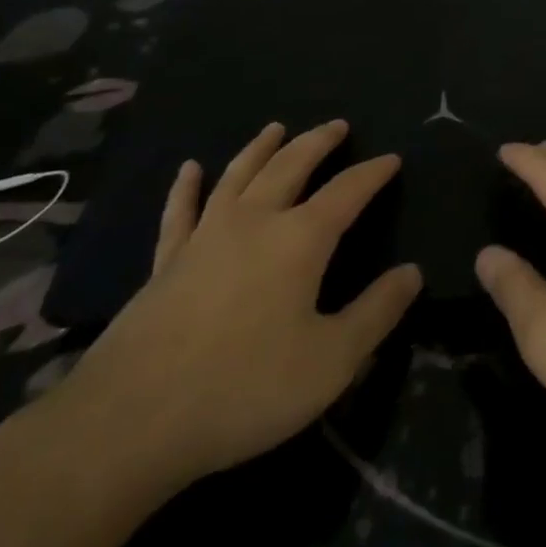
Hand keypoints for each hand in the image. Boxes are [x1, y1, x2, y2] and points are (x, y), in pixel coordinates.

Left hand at [55, 121, 422, 490]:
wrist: (132, 421)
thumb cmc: (244, 388)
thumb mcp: (331, 361)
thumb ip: (377, 313)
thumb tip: (413, 272)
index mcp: (300, 239)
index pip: (348, 191)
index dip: (373, 172)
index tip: (392, 158)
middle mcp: (255, 221)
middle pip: (292, 165)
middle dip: (318, 142)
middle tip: (337, 125)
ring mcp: (205, 237)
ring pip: (239, 175)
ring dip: (261, 148)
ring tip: (276, 127)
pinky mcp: (166, 262)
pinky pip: (180, 212)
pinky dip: (187, 188)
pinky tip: (190, 169)